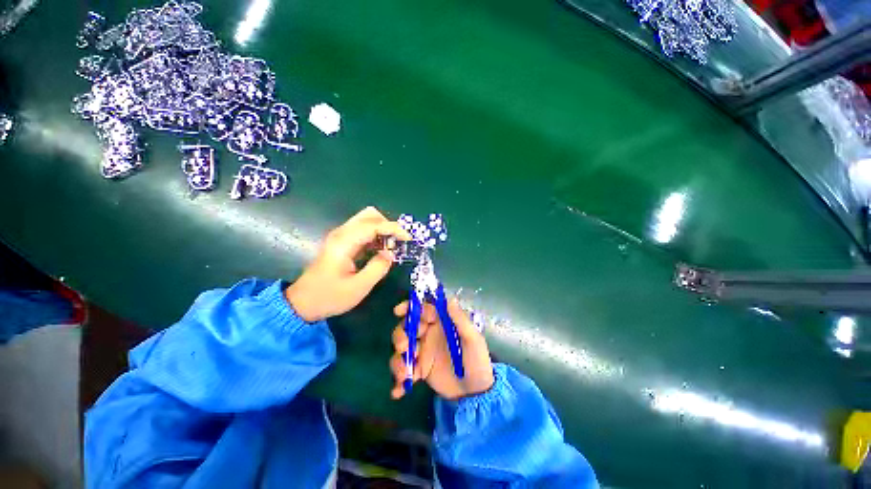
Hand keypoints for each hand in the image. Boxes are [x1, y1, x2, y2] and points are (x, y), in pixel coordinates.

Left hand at [286, 207, 410, 321]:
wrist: (302, 303)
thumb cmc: (330, 297)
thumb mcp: (359, 287)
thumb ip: (378, 268)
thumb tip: (391, 254)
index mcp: (344, 243)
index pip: (373, 225)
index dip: (393, 228)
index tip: (408, 238)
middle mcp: (341, 234)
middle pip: (369, 215)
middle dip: (388, 225)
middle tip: (398, 242)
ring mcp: (340, 236)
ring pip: (366, 221)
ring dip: (382, 229)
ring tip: (392, 247)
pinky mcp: (341, 242)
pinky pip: (363, 231)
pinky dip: (376, 235)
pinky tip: (381, 249)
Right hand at [390, 298, 493, 399]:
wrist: (476, 392)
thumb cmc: (477, 360)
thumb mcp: (472, 339)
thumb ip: (460, 319)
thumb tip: (449, 299)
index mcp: (441, 323)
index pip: (422, 310)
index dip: (409, 308)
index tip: (398, 311)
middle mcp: (429, 334)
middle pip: (407, 328)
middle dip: (401, 336)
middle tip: (403, 347)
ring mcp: (423, 352)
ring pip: (402, 350)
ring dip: (398, 361)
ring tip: (404, 375)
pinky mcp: (420, 370)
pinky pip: (404, 371)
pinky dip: (399, 382)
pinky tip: (398, 391)